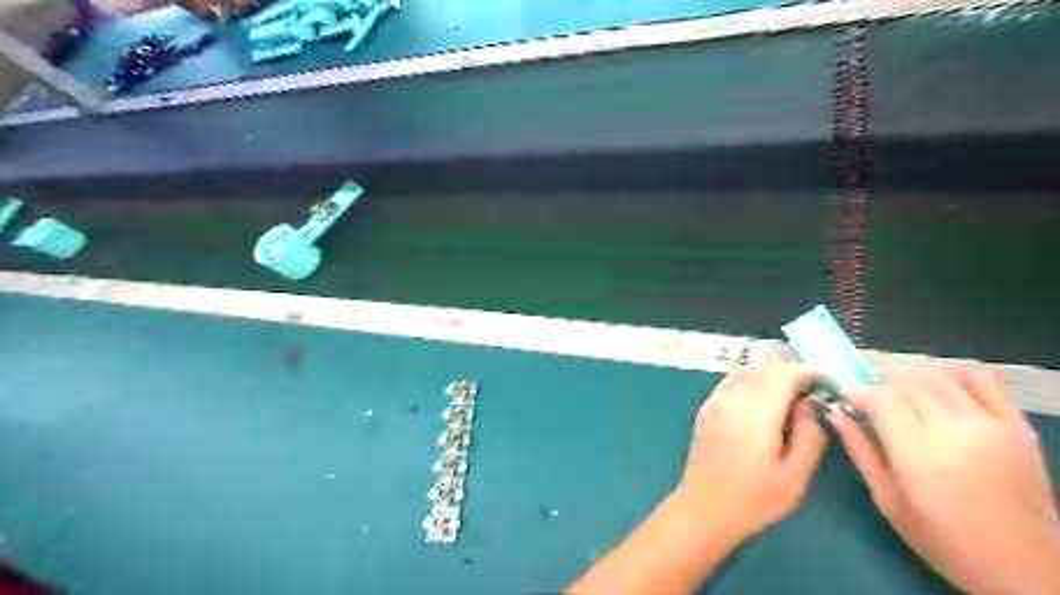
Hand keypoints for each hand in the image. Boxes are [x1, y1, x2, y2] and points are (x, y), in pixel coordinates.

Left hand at [678, 363, 826, 544]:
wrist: (704, 508)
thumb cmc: (754, 498)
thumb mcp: (794, 475)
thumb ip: (808, 435)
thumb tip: (811, 405)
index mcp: (756, 413)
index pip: (784, 375)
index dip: (808, 372)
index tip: (828, 382)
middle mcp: (732, 398)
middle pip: (765, 368)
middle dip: (792, 371)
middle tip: (814, 387)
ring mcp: (715, 401)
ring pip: (746, 371)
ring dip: (771, 373)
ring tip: (792, 391)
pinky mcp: (706, 408)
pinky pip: (731, 380)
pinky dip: (751, 378)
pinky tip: (763, 394)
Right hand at [828, 362, 1059, 594]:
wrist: (1026, 571)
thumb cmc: (943, 540)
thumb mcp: (887, 499)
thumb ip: (859, 450)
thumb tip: (835, 413)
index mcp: (917, 451)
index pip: (880, 396)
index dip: (857, 391)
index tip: (846, 399)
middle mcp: (954, 429)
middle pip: (906, 381)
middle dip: (881, 385)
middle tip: (872, 402)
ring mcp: (991, 424)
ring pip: (938, 375)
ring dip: (912, 379)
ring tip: (904, 397)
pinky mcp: (1018, 426)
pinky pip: (984, 380)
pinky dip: (955, 374)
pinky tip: (943, 387)